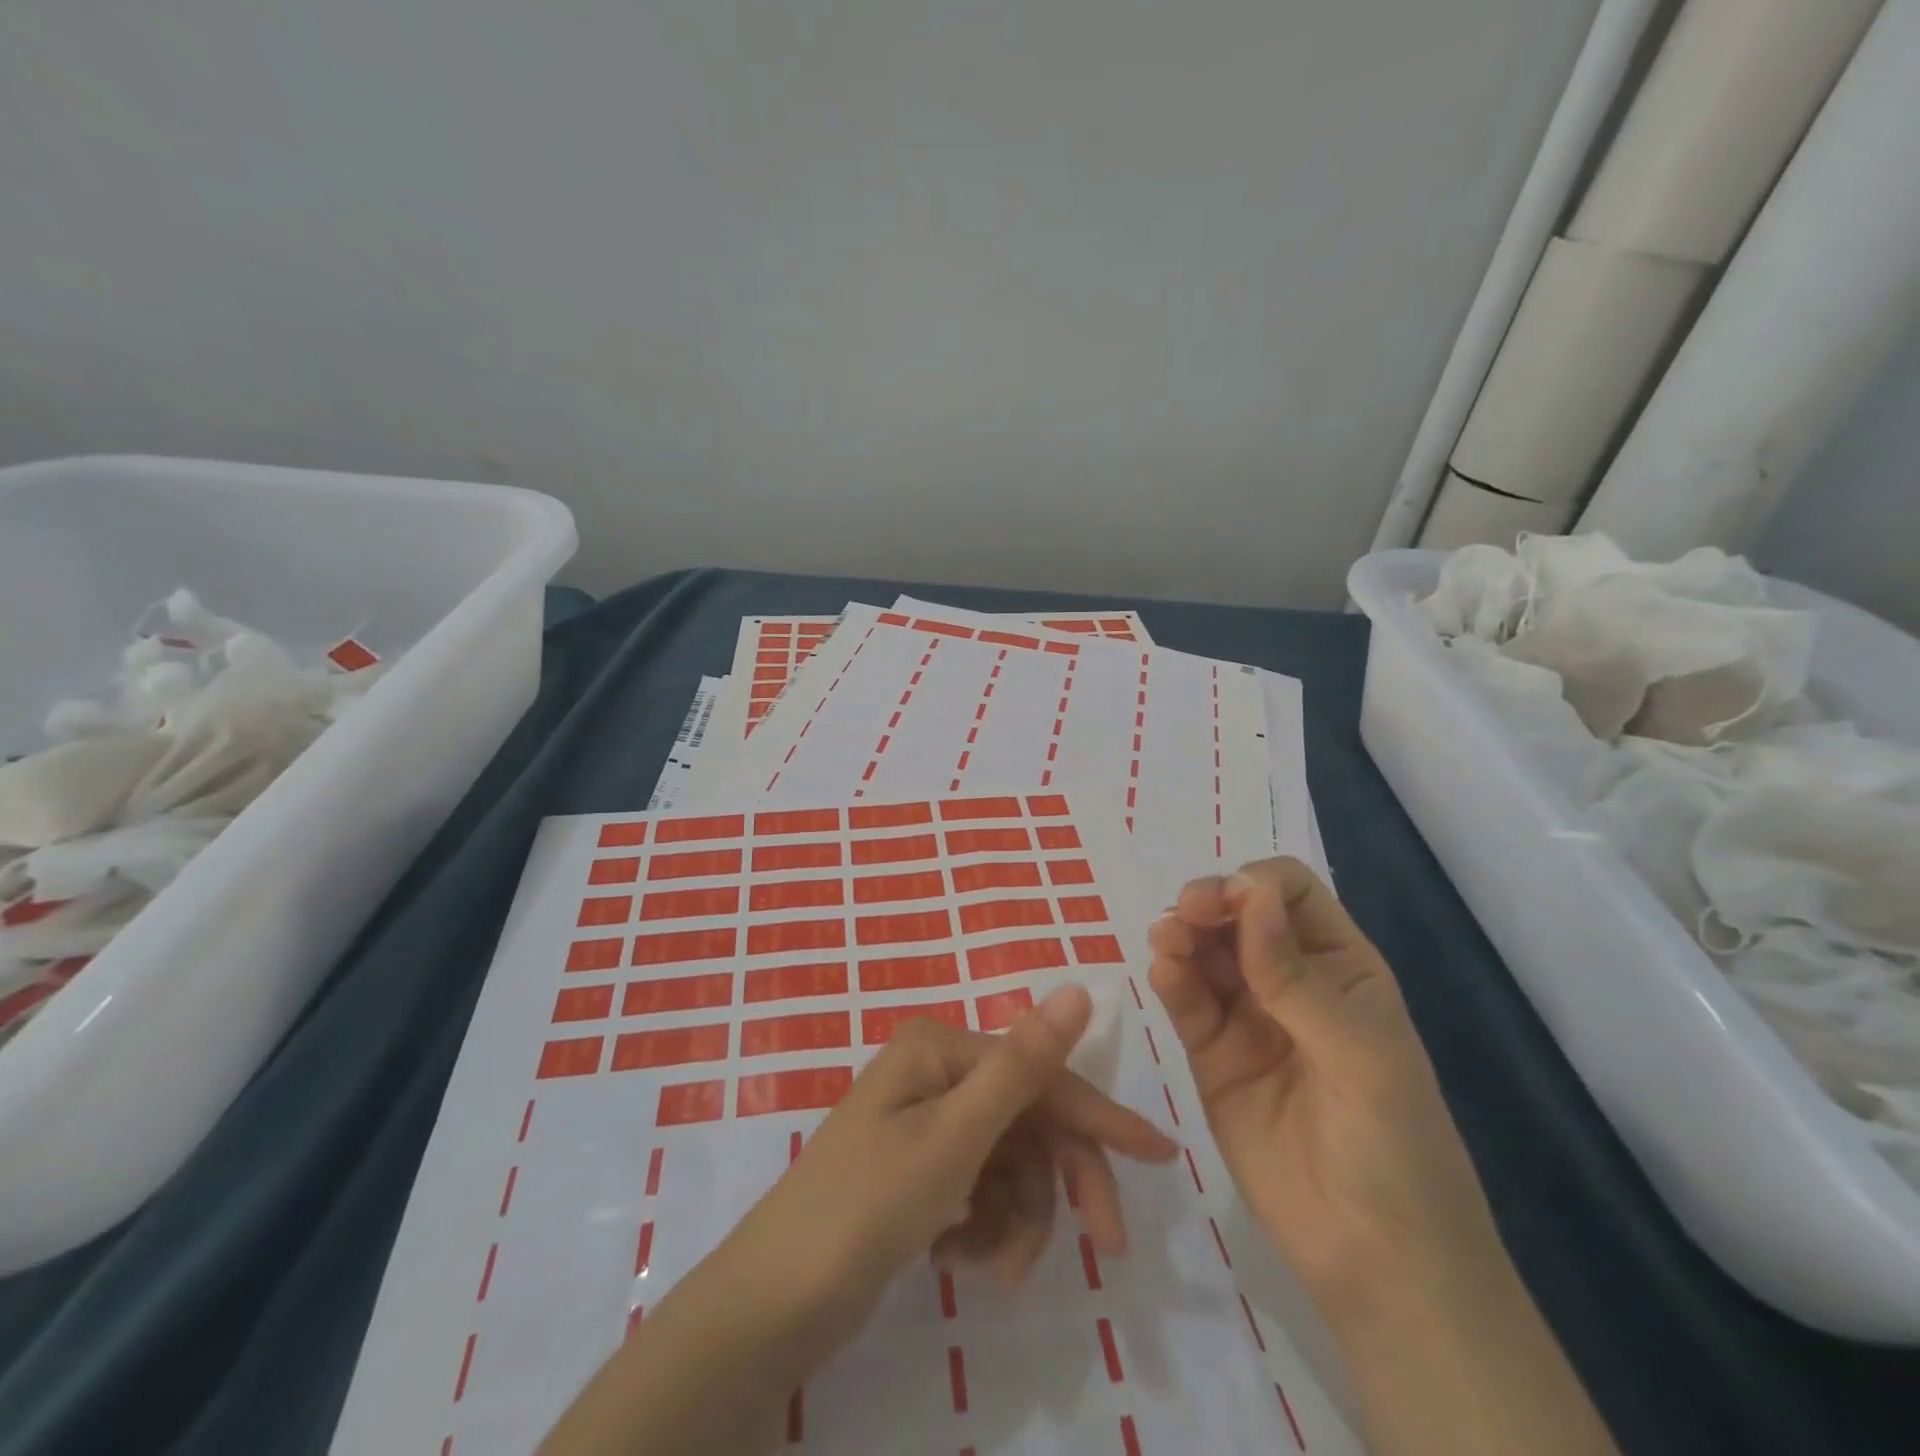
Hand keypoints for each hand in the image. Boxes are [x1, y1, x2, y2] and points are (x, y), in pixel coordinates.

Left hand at [730, 983, 1180, 1348]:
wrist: (773, 1304)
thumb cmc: (867, 1208)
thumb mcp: (955, 1138)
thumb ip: (1023, 1065)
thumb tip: (1078, 986)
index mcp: (941, 1049)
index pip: (1041, 1076)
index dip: (1101, 1117)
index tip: (1161, 1155)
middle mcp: (935, 1073)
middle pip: (1028, 1123)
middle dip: (1060, 1187)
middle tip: (1105, 1247)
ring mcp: (925, 1122)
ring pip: (1009, 1165)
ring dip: (1017, 1220)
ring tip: (995, 1270)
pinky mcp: (917, 1170)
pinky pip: (979, 1190)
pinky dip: (985, 1229)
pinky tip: (961, 1258)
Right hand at [1147, 857, 1502, 1309]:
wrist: (1377, 1262)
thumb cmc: (1395, 1146)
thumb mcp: (1359, 1054)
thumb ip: (1295, 976)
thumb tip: (1249, 891)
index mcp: (1340, 967)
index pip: (1290, 894)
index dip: (1256, 887)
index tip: (1227, 902)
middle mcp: (1290, 981)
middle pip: (1238, 916)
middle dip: (1209, 904)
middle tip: (1185, 916)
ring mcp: (1247, 1018)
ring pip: (1205, 954)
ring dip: (1182, 937)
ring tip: (1165, 942)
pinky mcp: (1211, 1055)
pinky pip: (1187, 1003)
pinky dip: (1170, 980)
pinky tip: (1162, 972)